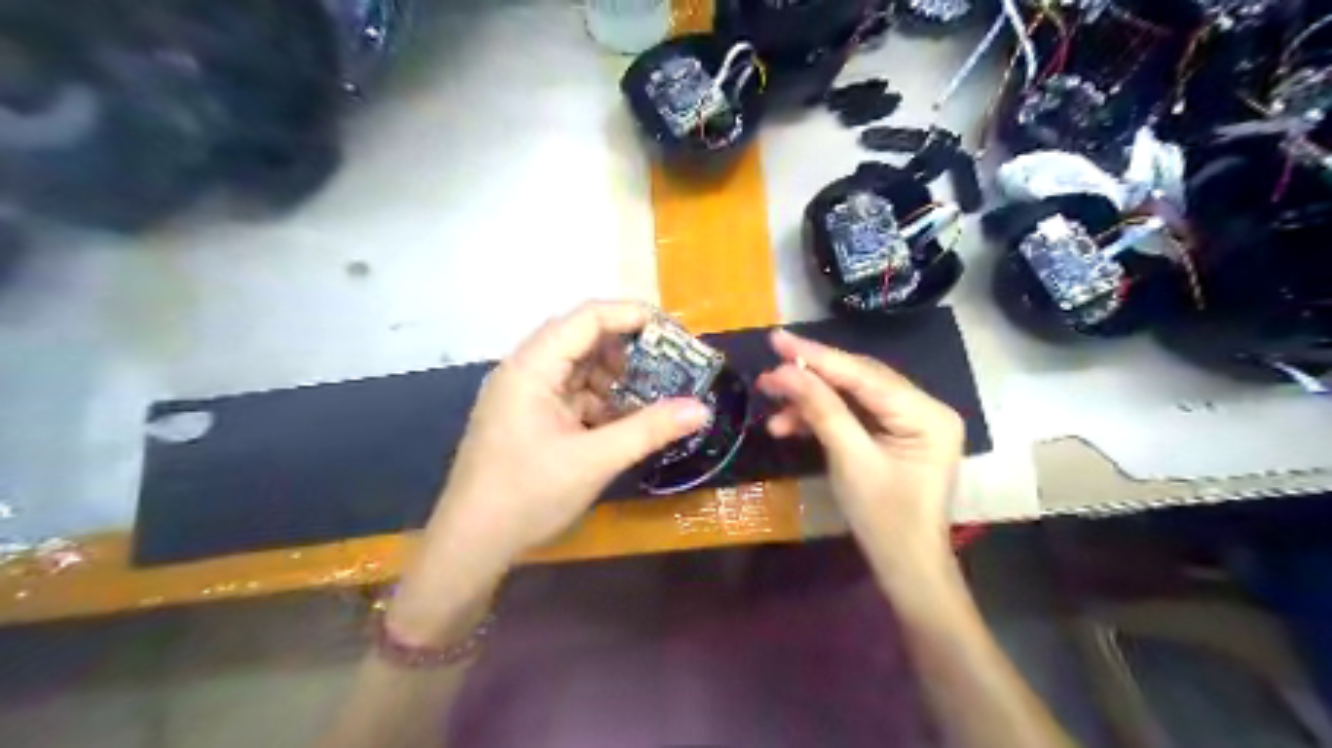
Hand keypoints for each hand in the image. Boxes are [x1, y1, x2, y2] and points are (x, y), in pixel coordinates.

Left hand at [391, 297, 712, 642]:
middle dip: (627, 349)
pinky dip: (599, 402)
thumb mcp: (594, 461)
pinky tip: (624, 420)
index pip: (586, 318)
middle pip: (581, 339)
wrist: (470, 545)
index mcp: (532, 367)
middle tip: (668, 365)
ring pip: (577, 368)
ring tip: (652, 395)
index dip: (631, 316)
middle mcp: (525, 370)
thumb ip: (649, 430)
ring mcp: (524, 395)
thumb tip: (701, 409)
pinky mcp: (528, 418)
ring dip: (614, 378)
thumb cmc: (527, 496)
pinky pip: (570, 395)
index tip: (673, 331)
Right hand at [755, 329, 964, 581]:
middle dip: (810, 379)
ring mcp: (909, 421)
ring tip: (771, 406)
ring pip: (851, 397)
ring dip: (810, 402)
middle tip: (768, 374)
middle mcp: (923, 408)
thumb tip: (784, 372)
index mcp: (926, 414)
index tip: (777, 338)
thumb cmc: (884, 519)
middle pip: (858, 381)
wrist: (905, 567)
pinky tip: (789, 425)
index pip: (864, 375)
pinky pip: (853, 415)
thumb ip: (820, 410)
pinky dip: (821, 418)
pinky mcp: (893, 434)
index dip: (817, 357)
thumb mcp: (850, 461)